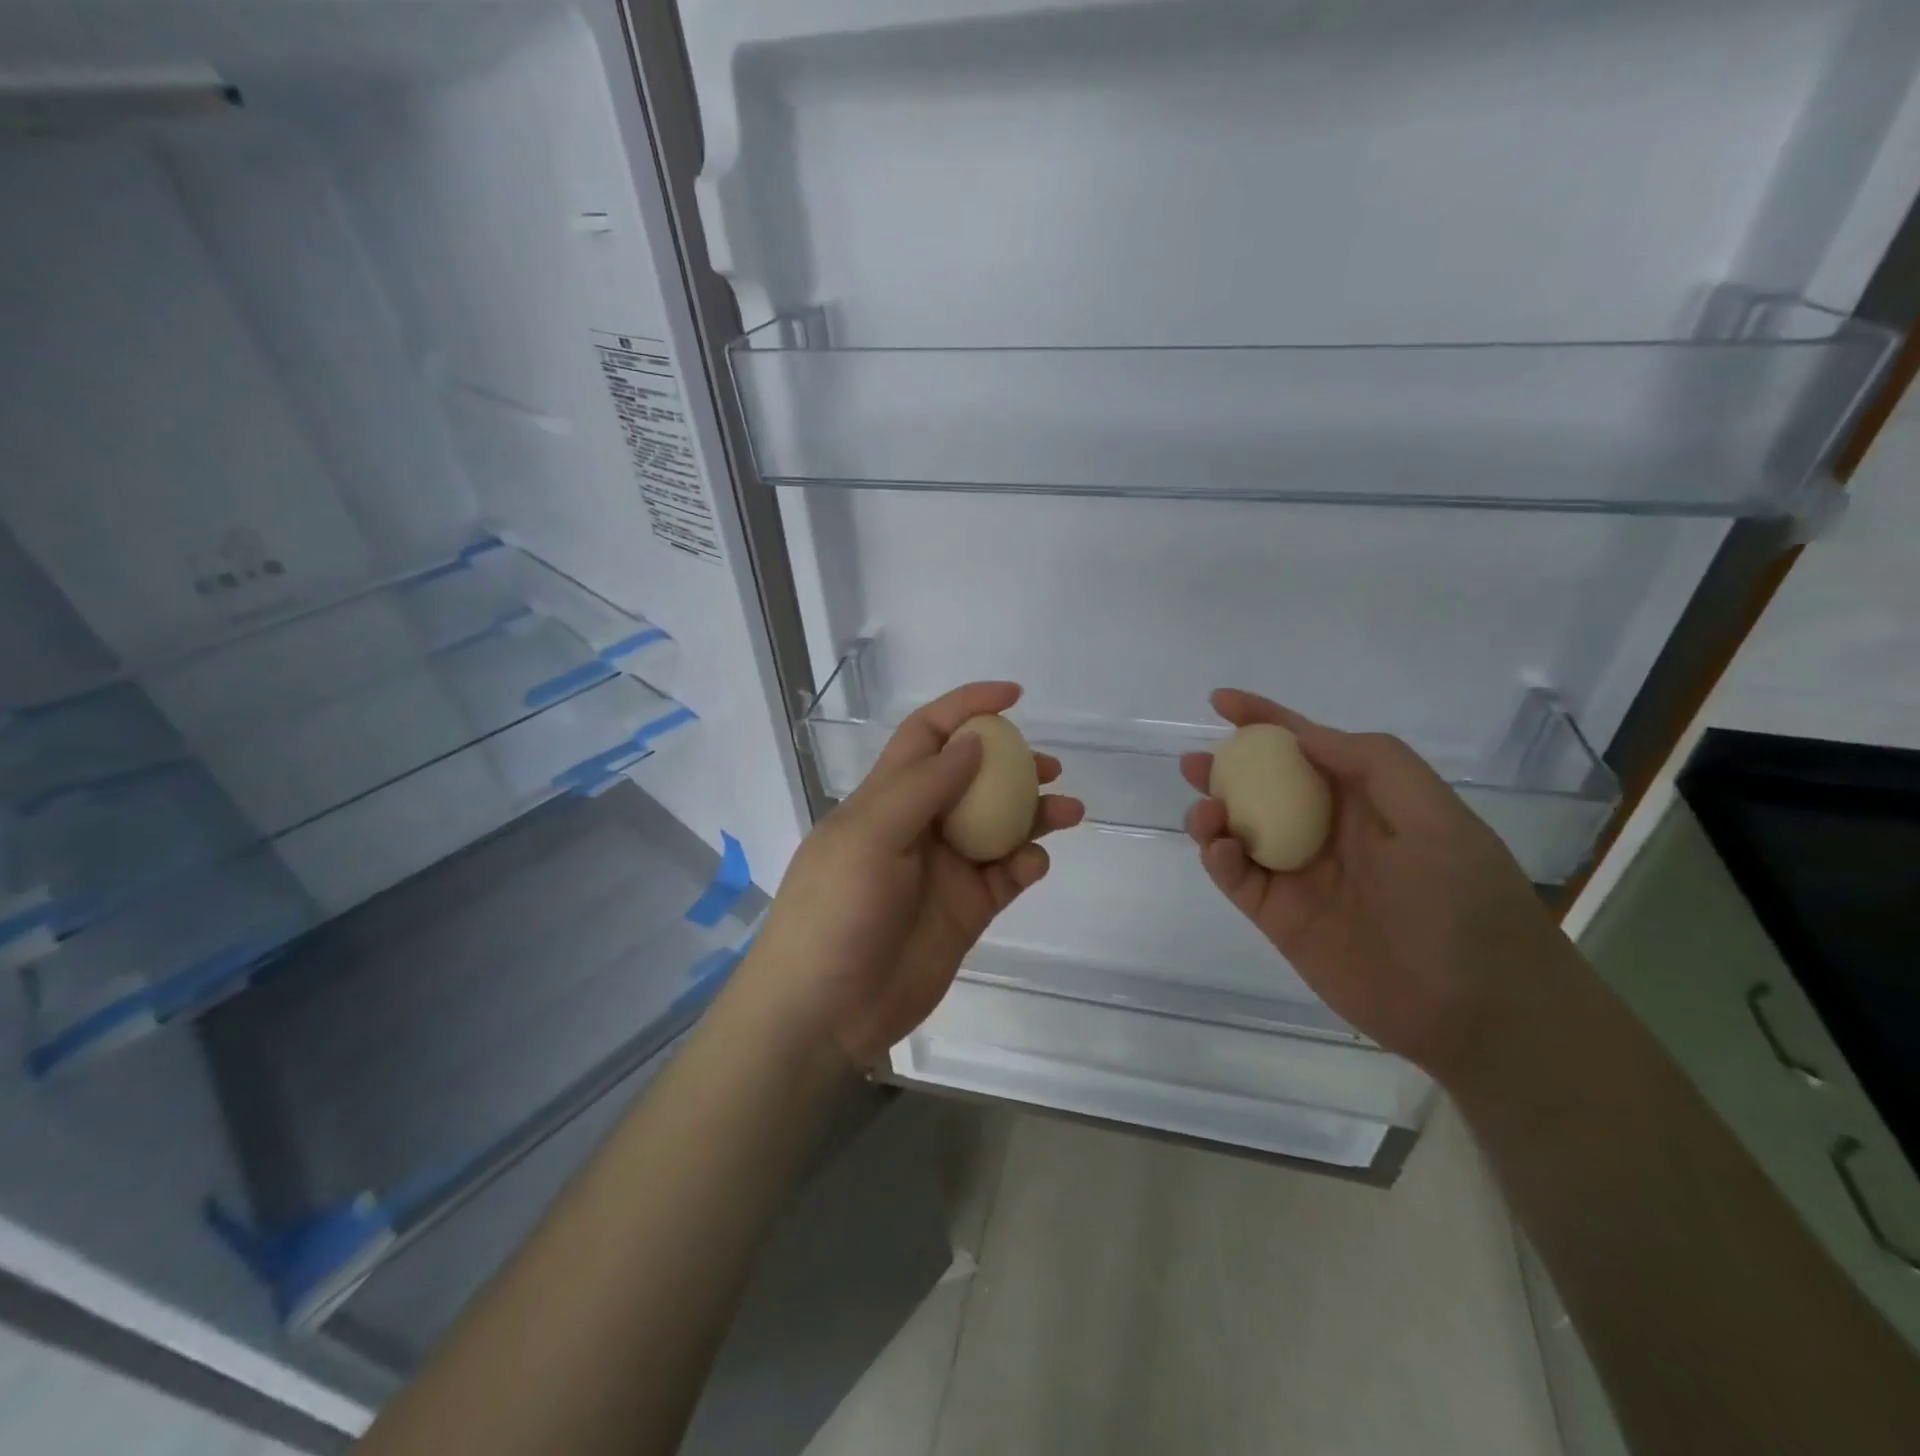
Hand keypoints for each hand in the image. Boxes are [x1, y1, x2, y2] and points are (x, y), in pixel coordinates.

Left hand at [741, 682, 1084, 1067]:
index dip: (966, 707)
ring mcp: (944, 870)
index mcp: (886, 798)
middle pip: (973, 778)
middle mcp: (918, 826)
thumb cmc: (835, 912)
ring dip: (1034, 813)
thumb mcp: (869, 836)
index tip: (1013, 696)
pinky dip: (1026, 864)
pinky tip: (1033, 864)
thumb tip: (974, 741)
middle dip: (1012, 764)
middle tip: (1050, 766)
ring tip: (1068, 809)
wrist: (824, 1014)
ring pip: (999, 826)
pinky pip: (1006, 876)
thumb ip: (924, 787)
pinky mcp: (966, 911)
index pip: (928, 735)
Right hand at [1181, 689, 1579, 1077]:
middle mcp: (1326, 831)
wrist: (1479, 1011)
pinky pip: (1238, 878)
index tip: (1221, 701)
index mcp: (1365, 800)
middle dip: (1225, 768)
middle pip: (1262, 787)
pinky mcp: (1280, 917)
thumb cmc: (1465, 902)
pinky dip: (1219, 859)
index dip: (1265, 720)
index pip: (1306, 747)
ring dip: (1214, 814)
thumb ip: (1374, 764)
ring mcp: (1299, 875)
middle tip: (1194, 763)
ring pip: (1240, 831)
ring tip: (1205, 812)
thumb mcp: (1436, 817)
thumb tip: (1303, 736)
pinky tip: (1220, 849)